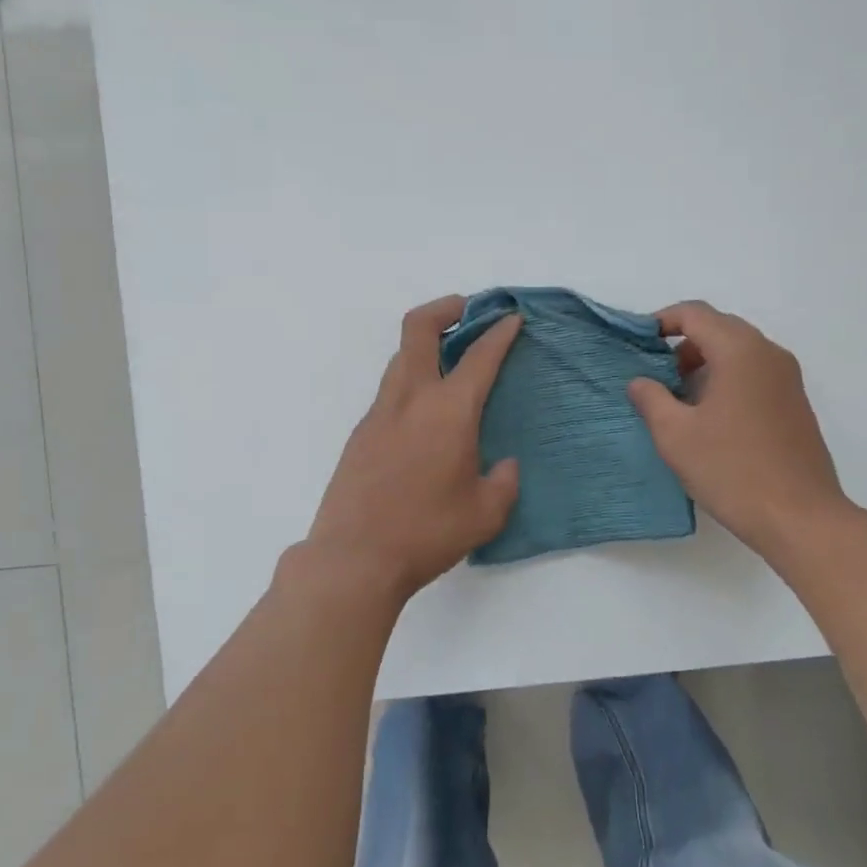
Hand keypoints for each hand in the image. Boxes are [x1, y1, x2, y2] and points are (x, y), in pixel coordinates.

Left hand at [307, 295, 521, 602]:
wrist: (354, 558)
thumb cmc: (427, 533)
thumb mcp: (485, 514)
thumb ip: (504, 482)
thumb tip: (504, 465)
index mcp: (448, 412)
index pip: (479, 357)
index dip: (500, 333)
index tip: (511, 318)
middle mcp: (410, 400)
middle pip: (419, 329)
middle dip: (446, 308)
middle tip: (468, 310)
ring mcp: (379, 414)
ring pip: (400, 359)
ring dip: (425, 347)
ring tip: (449, 363)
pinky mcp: (360, 434)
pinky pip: (389, 393)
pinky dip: (410, 384)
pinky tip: (424, 417)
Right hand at [627, 301, 852, 556]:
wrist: (799, 517)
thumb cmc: (731, 470)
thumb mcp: (676, 435)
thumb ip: (651, 399)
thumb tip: (639, 381)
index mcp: (739, 351)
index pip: (695, 314)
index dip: (661, 322)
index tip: (637, 344)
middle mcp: (768, 353)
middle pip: (719, 327)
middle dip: (683, 344)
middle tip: (655, 374)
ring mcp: (788, 378)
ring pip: (738, 351)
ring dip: (705, 363)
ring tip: (678, 399)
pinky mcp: (795, 403)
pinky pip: (755, 373)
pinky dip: (727, 379)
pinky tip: (710, 417)